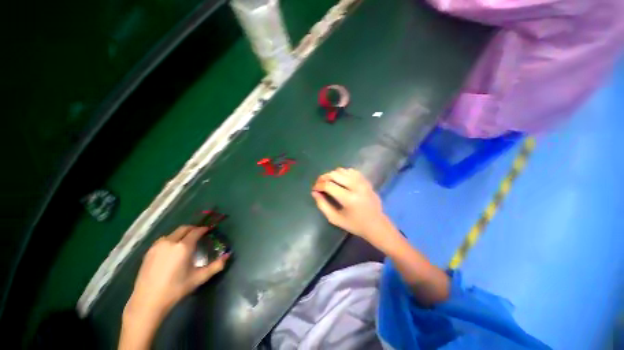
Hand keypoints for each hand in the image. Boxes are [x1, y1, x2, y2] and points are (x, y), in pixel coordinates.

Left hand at [120, 226, 228, 349]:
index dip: (204, 229)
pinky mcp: (149, 251)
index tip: (209, 231)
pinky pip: (164, 239)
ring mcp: (157, 246)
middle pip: (184, 228)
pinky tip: (172, 250)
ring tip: (186, 242)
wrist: (147, 301)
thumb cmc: (176, 289)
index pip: (196, 231)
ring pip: (173, 233)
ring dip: (182, 234)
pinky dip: (171, 239)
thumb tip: (228, 255)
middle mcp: (170, 242)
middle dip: (193, 229)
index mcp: (183, 246)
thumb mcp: (199, 278)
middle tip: (199, 235)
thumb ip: (216, 266)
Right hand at [311, 168, 390, 240]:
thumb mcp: (335, 219)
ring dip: (332, 175)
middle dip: (323, 178)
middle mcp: (356, 187)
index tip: (314, 189)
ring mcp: (362, 182)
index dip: (318, 185)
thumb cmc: (355, 224)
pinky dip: (342, 173)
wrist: (376, 224)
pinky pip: (351, 170)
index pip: (329, 185)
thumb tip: (314, 192)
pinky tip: (340, 180)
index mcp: (349, 199)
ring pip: (342, 170)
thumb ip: (322, 205)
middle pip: (334, 174)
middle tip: (319, 184)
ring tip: (328, 182)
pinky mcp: (366, 180)